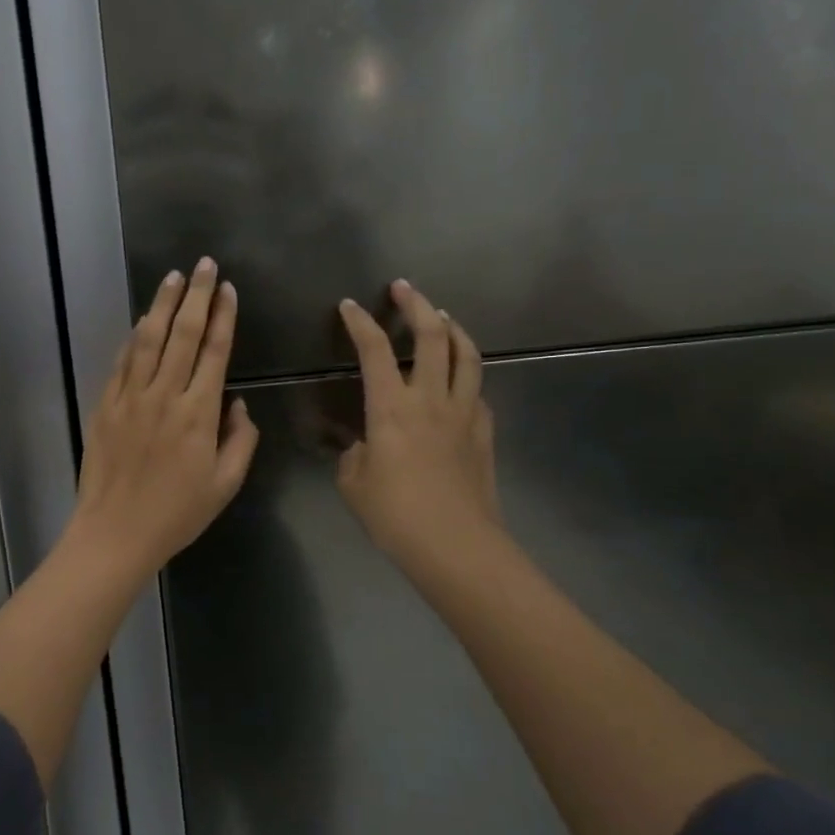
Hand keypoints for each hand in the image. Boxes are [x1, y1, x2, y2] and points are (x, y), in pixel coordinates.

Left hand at [68, 257, 259, 578]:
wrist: (115, 532)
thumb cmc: (177, 514)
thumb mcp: (225, 485)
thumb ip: (241, 441)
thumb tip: (238, 404)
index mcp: (198, 414)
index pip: (214, 352)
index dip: (223, 317)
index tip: (228, 289)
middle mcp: (164, 396)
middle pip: (183, 335)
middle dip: (196, 296)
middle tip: (204, 265)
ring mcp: (130, 398)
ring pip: (149, 340)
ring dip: (163, 305)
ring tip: (174, 277)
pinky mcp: (106, 406)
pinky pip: (122, 362)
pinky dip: (134, 337)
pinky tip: (143, 320)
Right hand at [335, 280, 499, 579]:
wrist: (456, 546)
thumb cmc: (395, 515)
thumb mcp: (354, 483)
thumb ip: (354, 453)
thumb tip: (363, 444)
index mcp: (391, 407)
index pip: (374, 350)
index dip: (360, 322)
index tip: (350, 305)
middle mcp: (430, 398)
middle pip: (431, 335)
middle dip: (416, 304)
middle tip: (403, 288)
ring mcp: (464, 412)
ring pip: (466, 354)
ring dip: (452, 328)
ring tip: (442, 317)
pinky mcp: (484, 431)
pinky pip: (477, 389)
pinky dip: (466, 372)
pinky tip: (460, 378)